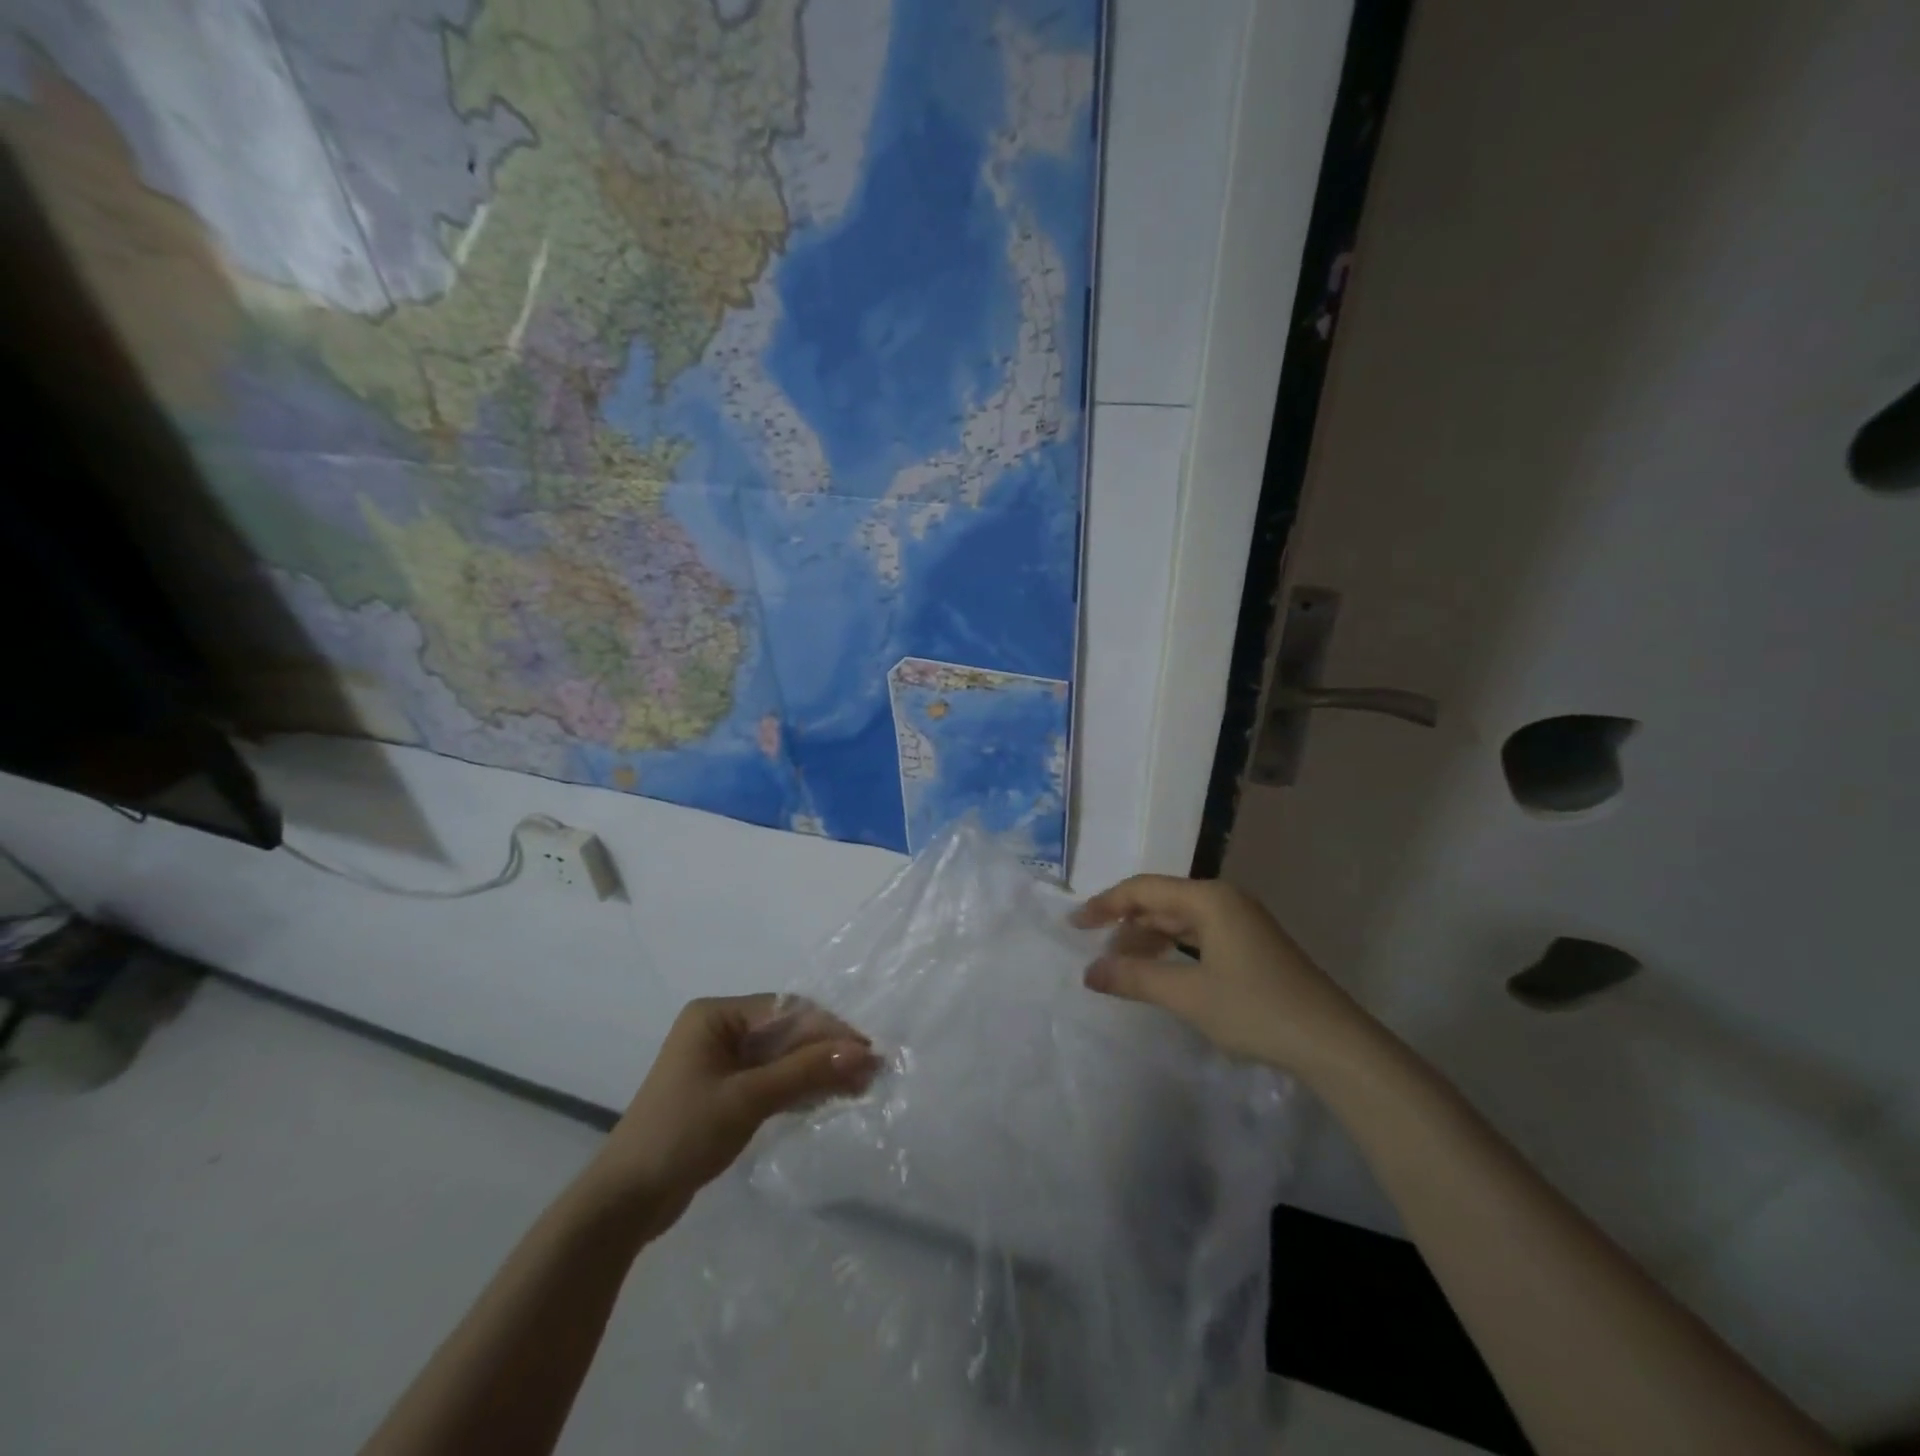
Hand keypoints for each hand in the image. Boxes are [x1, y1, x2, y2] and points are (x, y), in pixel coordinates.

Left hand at [584, 995, 880, 1234]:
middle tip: (870, 1074)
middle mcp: (719, 1029)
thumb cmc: (682, 1135)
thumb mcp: (748, 1099)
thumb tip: (863, 1053)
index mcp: (716, 1015)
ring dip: (818, 1070)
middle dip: (827, 1051)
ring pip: (781, 1057)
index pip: (786, 1010)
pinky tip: (829, 1097)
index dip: (829, 1029)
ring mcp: (721, 1062)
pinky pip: (770, 1079)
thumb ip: (805, 1071)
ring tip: (860, 1088)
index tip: (867, 1051)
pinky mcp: (724, 1092)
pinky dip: (799, 1087)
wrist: (625, 1203)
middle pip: (786, 1032)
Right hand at [1072, 876, 1378, 1080]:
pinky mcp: (1251, 946)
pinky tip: (1160, 970)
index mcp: (1209, 899)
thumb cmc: (1256, 1010)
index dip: (1105, 904)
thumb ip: (1135, 978)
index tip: (1074, 925)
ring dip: (1148, 938)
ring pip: (1180, 920)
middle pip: (1161, 901)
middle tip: (1096, 952)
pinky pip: (1198, 936)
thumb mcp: (1188, 995)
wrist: (1332, 1044)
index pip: (1143, 889)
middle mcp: (1224, 900)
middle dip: (1125, 923)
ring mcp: (1241, 923)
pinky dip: (1172, 949)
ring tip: (1122, 966)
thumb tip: (1089, 972)